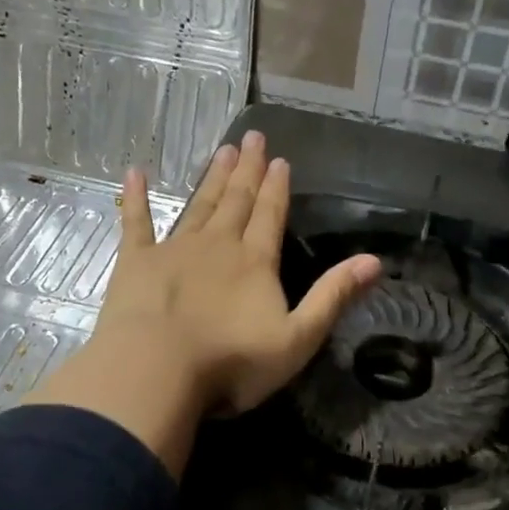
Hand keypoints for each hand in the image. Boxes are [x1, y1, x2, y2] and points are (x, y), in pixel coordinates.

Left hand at [25, 131, 380, 475]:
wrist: (156, 371)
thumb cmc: (231, 362)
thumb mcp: (298, 338)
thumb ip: (333, 297)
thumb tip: (374, 261)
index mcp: (255, 262)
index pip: (270, 215)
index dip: (277, 188)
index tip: (280, 159)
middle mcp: (217, 245)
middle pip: (236, 201)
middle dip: (247, 170)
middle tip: (252, 137)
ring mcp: (174, 250)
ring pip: (199, 205)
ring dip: (212, 178)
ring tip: (222, 150)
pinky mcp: (136, 262)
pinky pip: (136, 222)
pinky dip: (135, 197)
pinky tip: (134, 173)